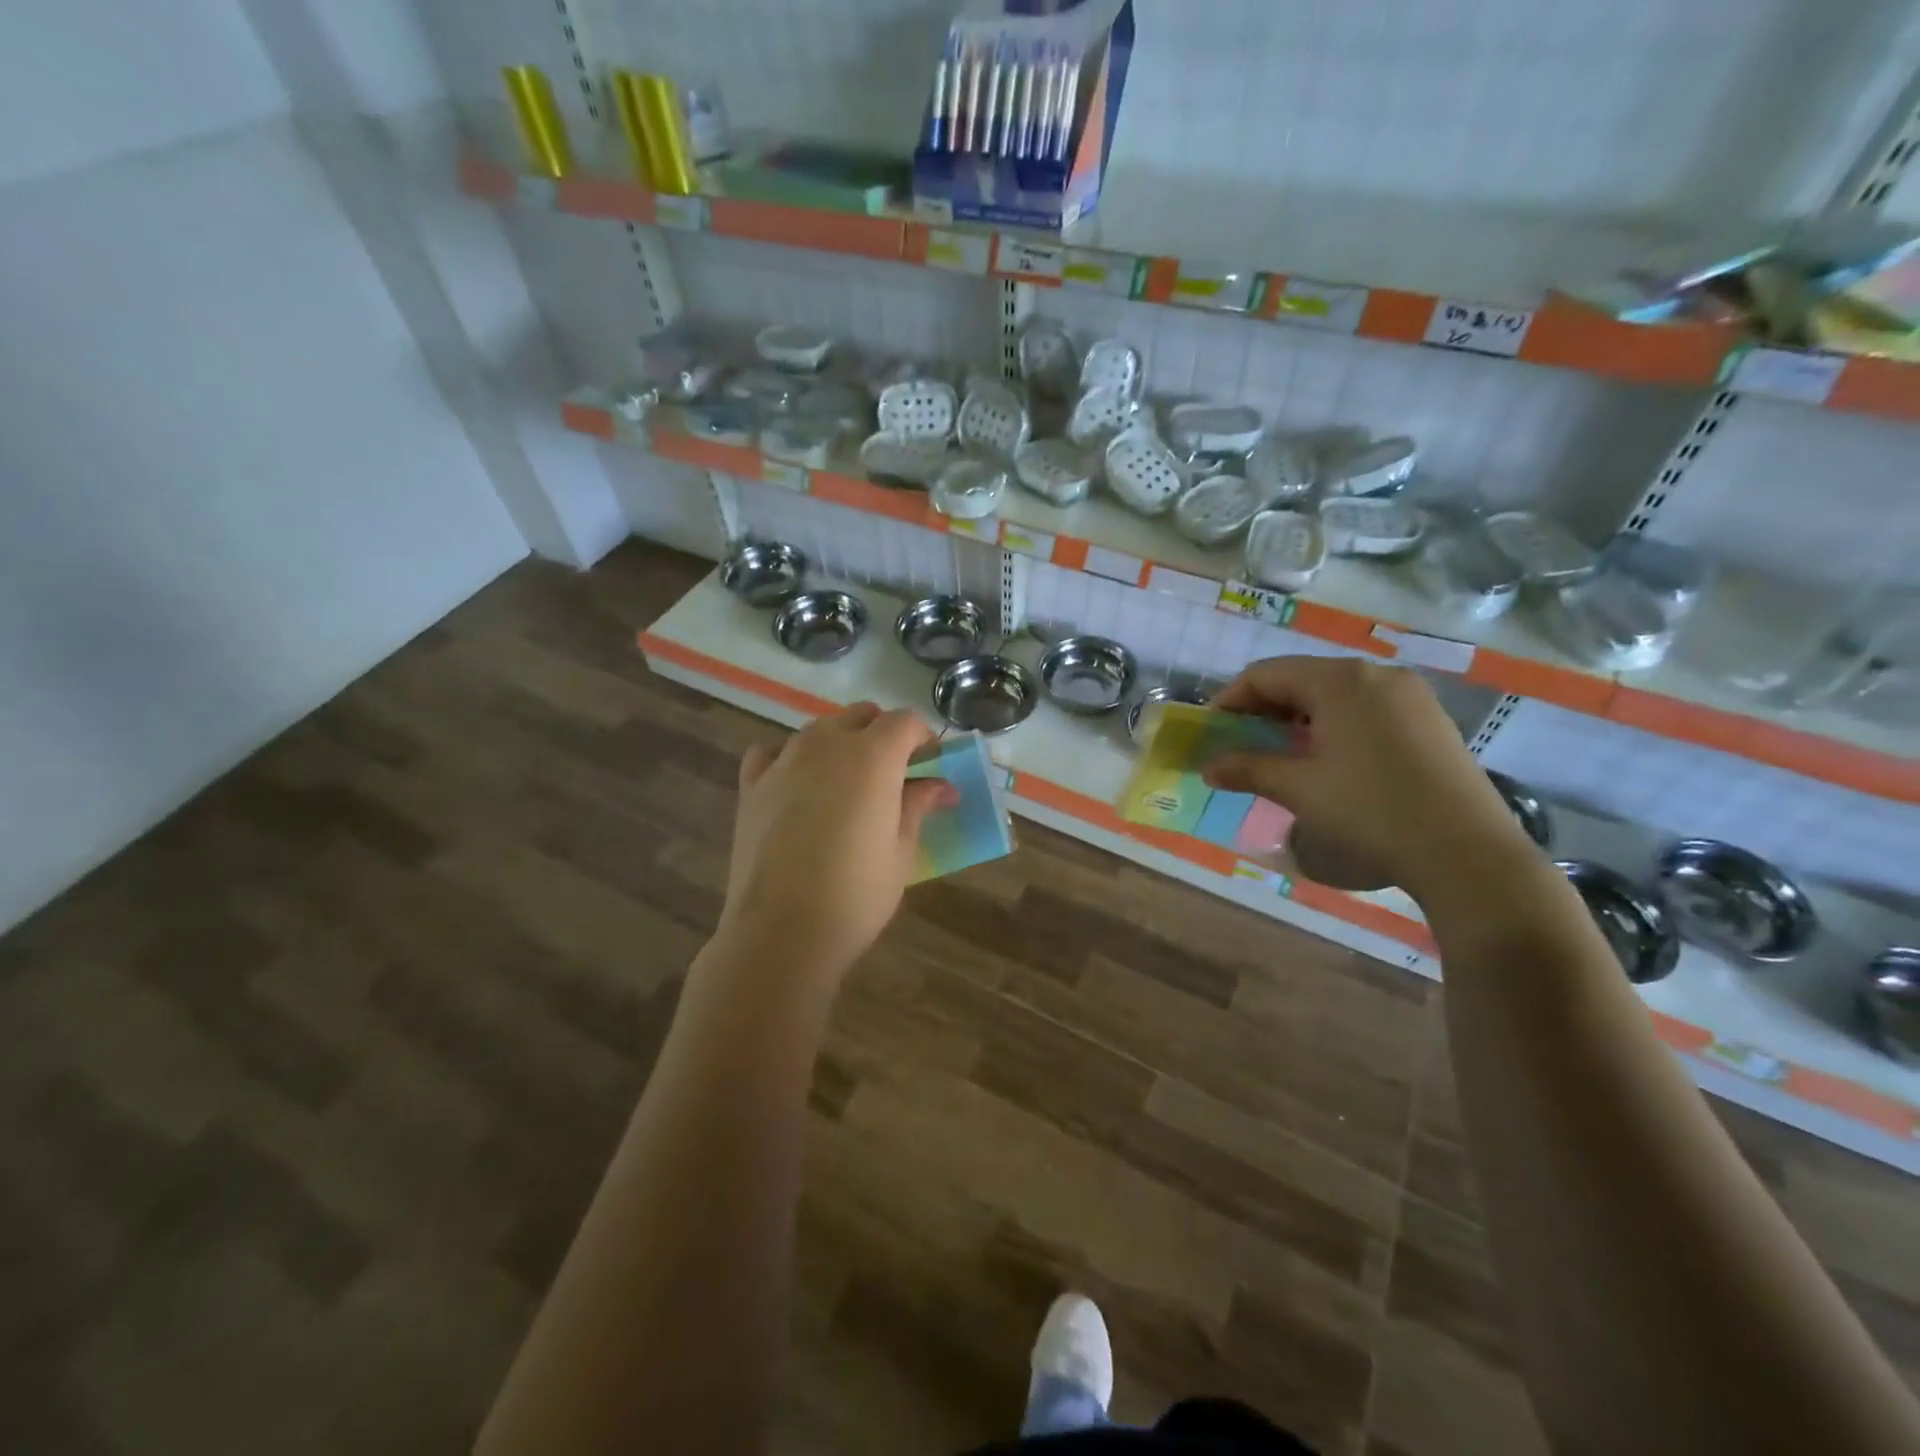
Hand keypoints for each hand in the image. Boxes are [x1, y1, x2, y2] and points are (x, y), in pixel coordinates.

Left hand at [717, 703, 954, 980]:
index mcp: (872, 756)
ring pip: (819, 729)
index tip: (930, 765)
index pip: (904, 721)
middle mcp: (827, 744)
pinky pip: (774, 751)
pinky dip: (791, 757)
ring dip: (840, 743)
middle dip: (882, 734)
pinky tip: (797, 784)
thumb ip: (918, 806)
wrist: (781, 932)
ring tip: (846, 784)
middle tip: (893, 775)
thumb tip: (940, 786)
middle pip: (861, 715)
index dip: (922, 738)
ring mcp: (784, 760)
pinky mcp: (752, 784)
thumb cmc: (856, 894)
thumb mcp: (901, 851)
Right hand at [1203, 657, 1534, 898]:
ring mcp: (1409, 695)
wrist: (1466, 852)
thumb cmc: (1370, 811)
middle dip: (1263, 709)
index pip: (1266, 675)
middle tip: (1239, 743)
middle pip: (1301, 679)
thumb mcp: (1299, 789)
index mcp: (1340, 680)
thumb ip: (1248, 769)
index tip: (1210, 732)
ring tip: (1277, 753)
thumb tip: (1208, 767)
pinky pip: (1364, 708)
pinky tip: (1325, 758)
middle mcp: (1376, 674)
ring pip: (1334, 694)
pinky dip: (1332, 725)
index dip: (1230, 700)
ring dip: (1296, 718)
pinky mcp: (1428, 719)